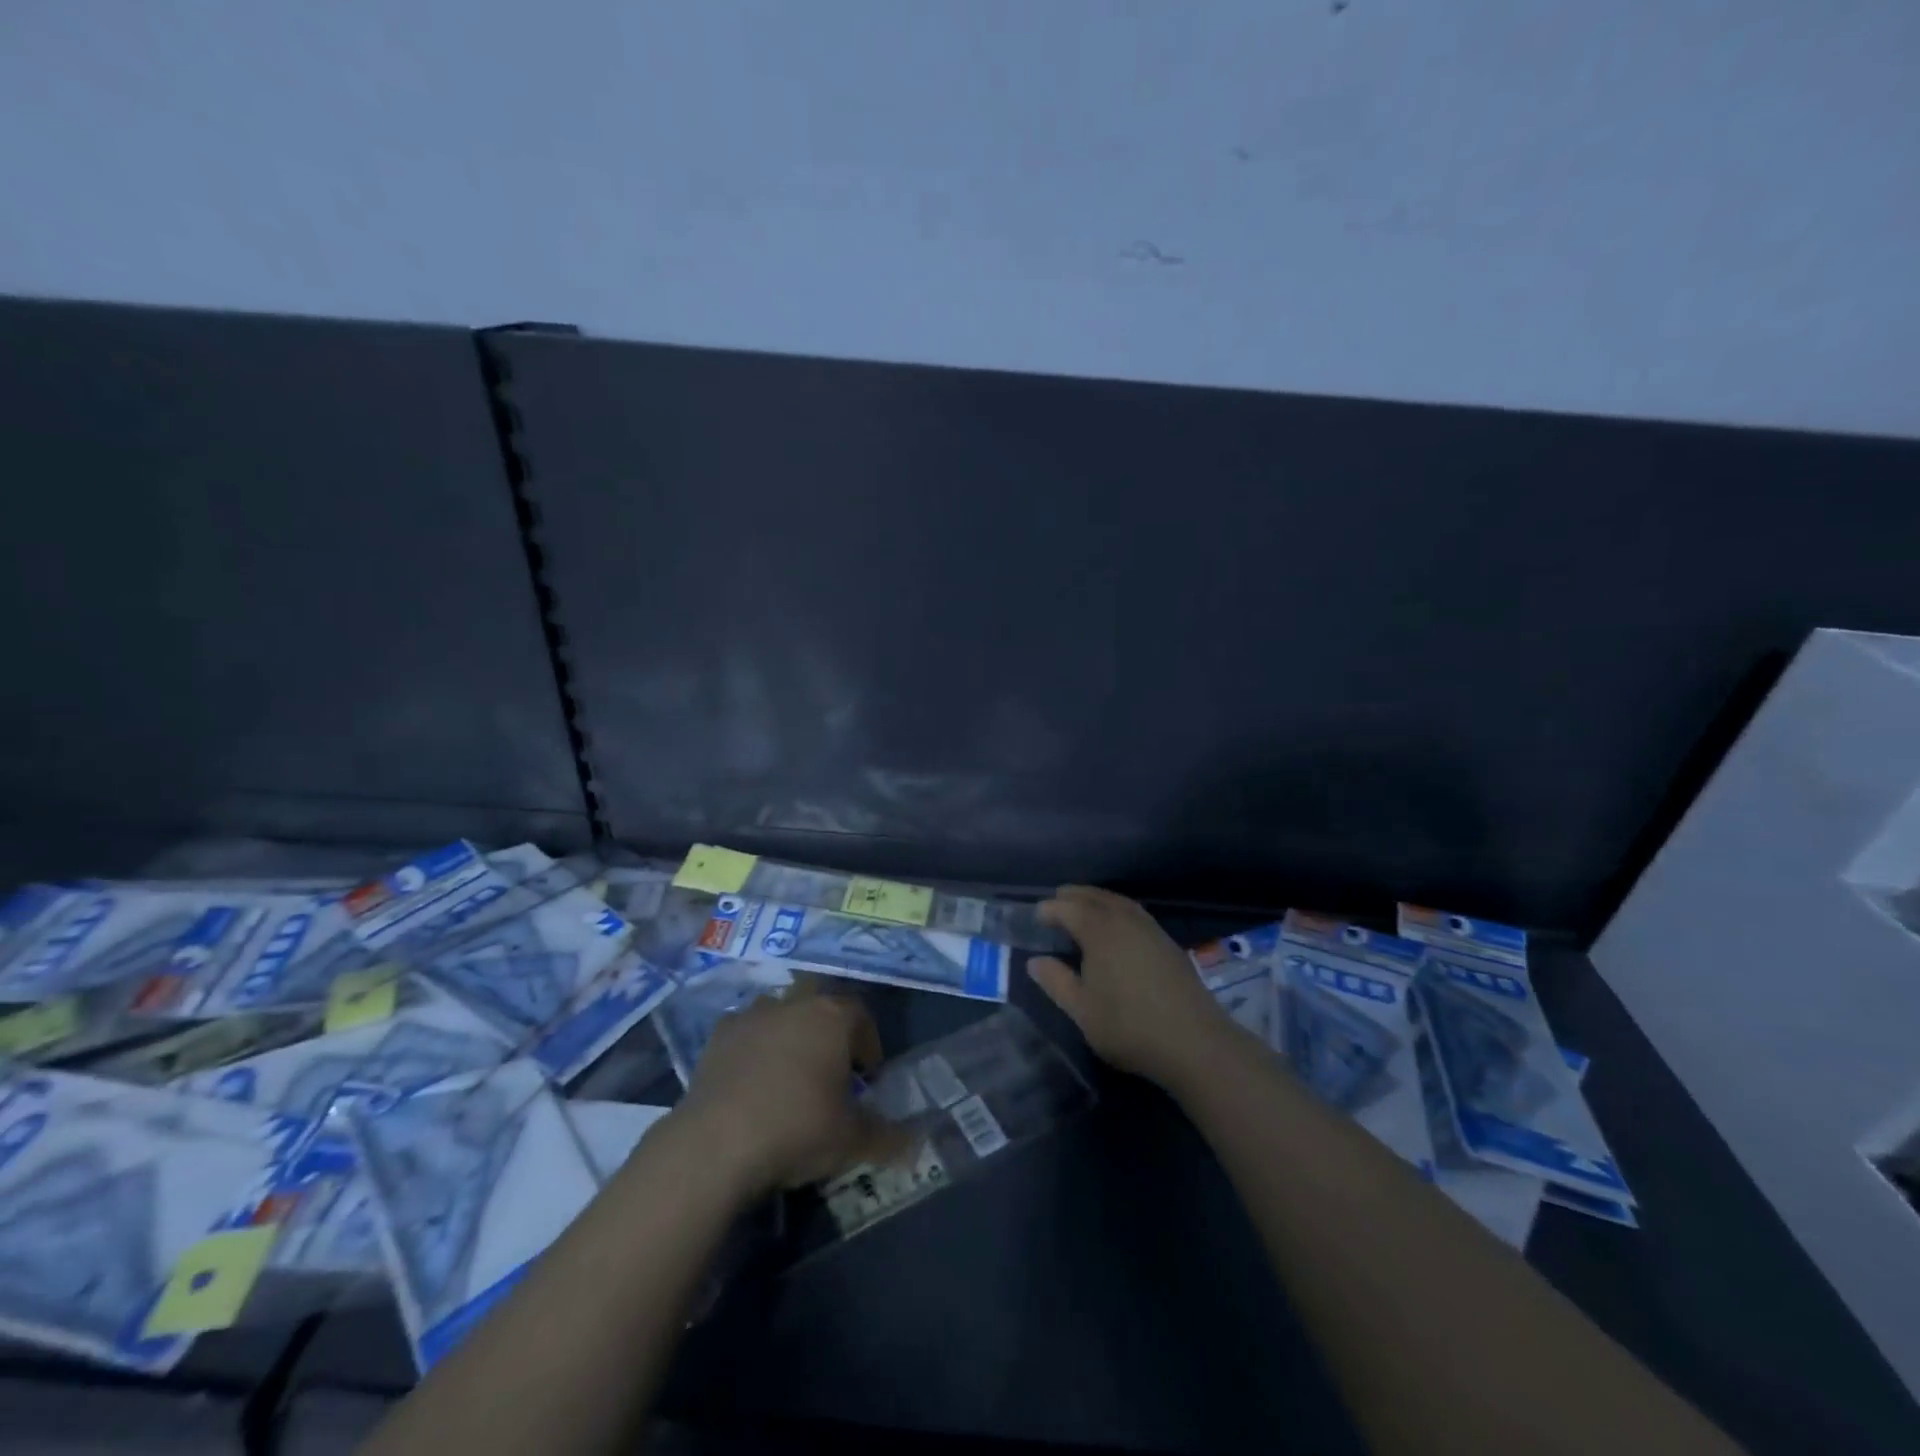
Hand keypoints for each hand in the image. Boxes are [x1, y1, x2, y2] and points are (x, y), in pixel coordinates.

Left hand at [676, 982, 903, 1196]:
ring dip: (788, 1030)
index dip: (868, 1043)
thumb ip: (887, 1137)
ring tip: (789, 1071)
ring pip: (779, 1009)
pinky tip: (750, 1080)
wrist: (716, 1143)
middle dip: (827, 1024)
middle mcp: (794, 1004)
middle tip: (829, 1064)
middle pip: (818, 998)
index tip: (867, 1077)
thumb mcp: (851, 1141)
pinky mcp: (718, 1036)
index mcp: (832, 1017)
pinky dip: (752, 1046)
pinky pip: (744, 1030)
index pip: (861, 1015)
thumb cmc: (797, 1129)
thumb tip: (916, 1144)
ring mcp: (752, 1015)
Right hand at [1028, 886, 1230, 1090]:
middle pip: (1094, 897)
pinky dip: (1117, 910)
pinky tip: (1116, 928)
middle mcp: (1125, 920)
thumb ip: (1056, 982)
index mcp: (1099, 930)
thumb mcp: (1082, 1010)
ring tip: (1082, 909)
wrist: (1195, 1042)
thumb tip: (1034, 961)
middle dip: (1072, 897)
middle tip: (1055, 903)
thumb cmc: (1129, 1027)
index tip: (1035, 917)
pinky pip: (1134, 913)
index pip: (1068, 908)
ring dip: (1096, 900)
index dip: (1049, 910)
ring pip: (1117, 902)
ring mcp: (1150, 929)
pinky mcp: (1168, 942)